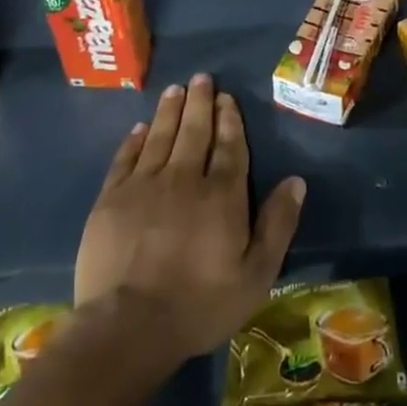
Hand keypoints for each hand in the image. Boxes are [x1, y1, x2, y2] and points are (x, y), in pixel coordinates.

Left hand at [74, 74, 305, 364]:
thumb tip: (296, 181)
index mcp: (222, 195)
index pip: (229, 147)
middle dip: (200, 103)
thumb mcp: (256, 274)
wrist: (127, 327)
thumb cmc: (200, 305)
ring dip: (170, 111)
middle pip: (194, 132)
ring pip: (160, 137)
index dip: (229, 120)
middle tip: (201, 78)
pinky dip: (134, 140)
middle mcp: (184, 179)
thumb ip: (278, 225)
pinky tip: (139, 128)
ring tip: (175, 89)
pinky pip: (125, 159)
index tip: (227, 97)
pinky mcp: (111, 200)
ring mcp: (144, 186)